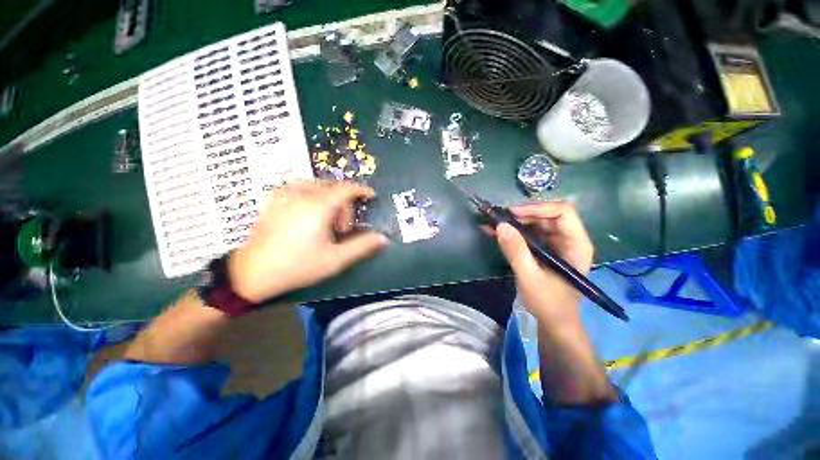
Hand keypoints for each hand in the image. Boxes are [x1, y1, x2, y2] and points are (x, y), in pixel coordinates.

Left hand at [228, 181, 387, 302]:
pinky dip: (312, 194)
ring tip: (326, 221)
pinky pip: (299, 187)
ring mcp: (284, 195)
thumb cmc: (297, 266)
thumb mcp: (335, 260)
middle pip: (333, 188)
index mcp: (318, 206)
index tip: (371, 196)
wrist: (252, 273)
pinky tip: (309, 210)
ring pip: (316, 186)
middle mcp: (301, 194)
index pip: (346, 189)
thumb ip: (361, 246)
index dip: (361, 190)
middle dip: (344, 205)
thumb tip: (383, 238)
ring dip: (329, 199)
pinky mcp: (273, 200)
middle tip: (342, 229)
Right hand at [493, 201, 593, 326]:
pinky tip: (494, 232)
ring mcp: (555, 244)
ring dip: (513, 223)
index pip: (562, 212)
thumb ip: (516, 251)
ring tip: (491, 224)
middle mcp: (568, 239)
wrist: (553, 323)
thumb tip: (500, 225)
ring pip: (534, 223)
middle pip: (546, 215)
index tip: (512, 214)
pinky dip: (511, 232)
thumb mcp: (530, 277)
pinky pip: (527, 234)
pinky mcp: (542, 250)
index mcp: (576, 244)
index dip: (537, 208)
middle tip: (498, 219)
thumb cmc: (548, 303)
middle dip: (521, 215)